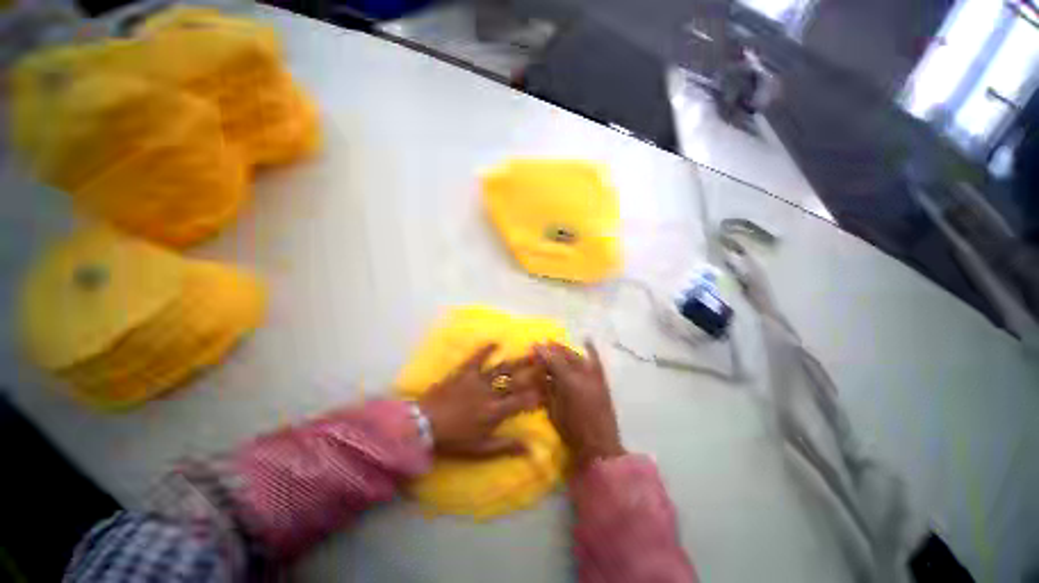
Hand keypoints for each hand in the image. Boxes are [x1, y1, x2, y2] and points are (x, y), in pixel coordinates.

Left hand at [418, 344, 543, 457]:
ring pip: (502, 368)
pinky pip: (477, 357)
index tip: (548, 389)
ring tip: (531, 353)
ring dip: (517, 361)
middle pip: (516, 381)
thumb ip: (506, 447)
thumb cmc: (454, 439)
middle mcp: (491, 392)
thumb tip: (530, 449)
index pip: (521, 401)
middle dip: (533, 373)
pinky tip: (496, 341)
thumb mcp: (481, 449)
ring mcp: (477, 380)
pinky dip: (486, 349)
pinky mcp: (464, 372)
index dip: (536, 395)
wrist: (424, 425)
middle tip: (546, 364)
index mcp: (495, 411)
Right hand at [534, 341, 623, 469]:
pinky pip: (596, 361)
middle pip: (565, 356)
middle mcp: (581, 375)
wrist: (599, 446)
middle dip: (553, 348)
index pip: (551, 361)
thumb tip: (539, 374)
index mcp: (566, 383)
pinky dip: (592, 350)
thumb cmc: (571, 431)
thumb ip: (546, 389)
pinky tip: (587, 340)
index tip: (533, 345)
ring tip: (557, 344)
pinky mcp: (602, 381)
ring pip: (578, 357)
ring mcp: (593, 377)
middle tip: (544, 343)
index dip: (542, 353)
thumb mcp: (553, 410)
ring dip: (566, 349)